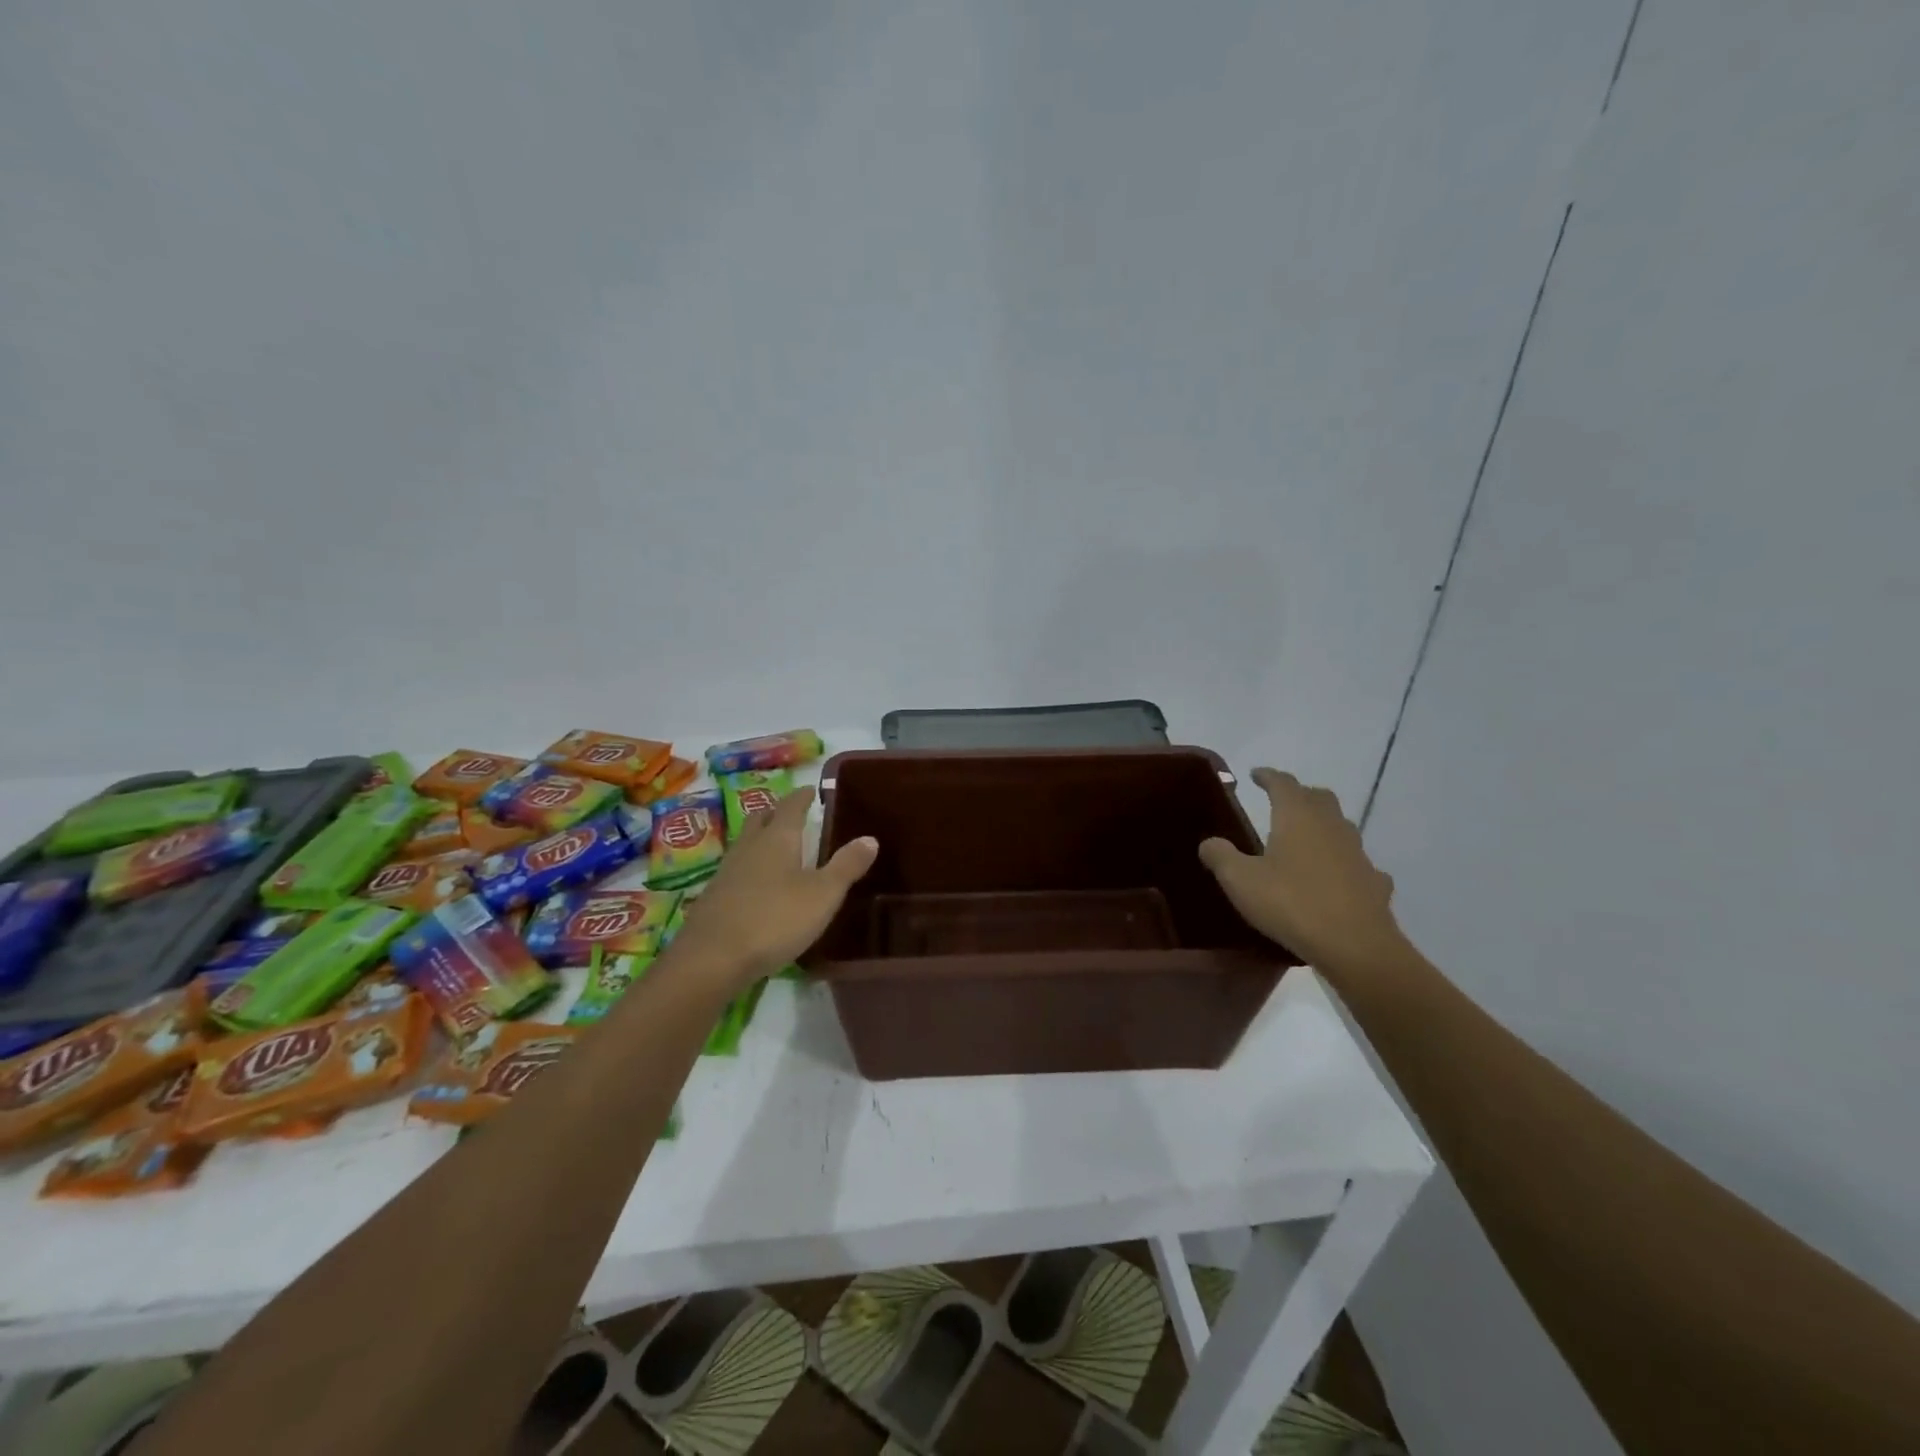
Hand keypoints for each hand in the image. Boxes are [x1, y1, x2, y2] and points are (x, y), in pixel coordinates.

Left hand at [672, 786, 877, 985]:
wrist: (711, 959)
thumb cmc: (775, 919)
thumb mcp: (823, 895)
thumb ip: (846, 866)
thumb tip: (870, 838)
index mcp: (777, 838)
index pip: (791, 806)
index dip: (802, 797)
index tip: (812, 791)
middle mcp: (749, 847)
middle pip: (760, 819)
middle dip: (776, 813)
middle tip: (792, 815)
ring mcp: (727, 871)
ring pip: (745, 843)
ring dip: (761, 839)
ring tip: (778, 847)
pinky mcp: (714, 897)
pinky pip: (736, 870)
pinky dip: (751, 867)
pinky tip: (759, 885)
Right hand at [1198, 768, 1405, 970]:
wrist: (1355, 946)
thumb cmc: (1291, 903)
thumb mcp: (1240, 880)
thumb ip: (1220, 856)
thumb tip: (1209, 842)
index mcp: (1297, 817)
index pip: (1283, 783)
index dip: (1268, 776)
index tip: (1255, 774)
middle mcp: (1331, 826)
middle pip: (1318, 797)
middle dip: (1299, 794)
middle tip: (1282, 802)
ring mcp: (1358, 853)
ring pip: (1340, 826)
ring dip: (1323, 825)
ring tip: (1304, 838)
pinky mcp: (1374, 881)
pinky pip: (1356, 862)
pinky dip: (1343, 862)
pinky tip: (1336, 877)